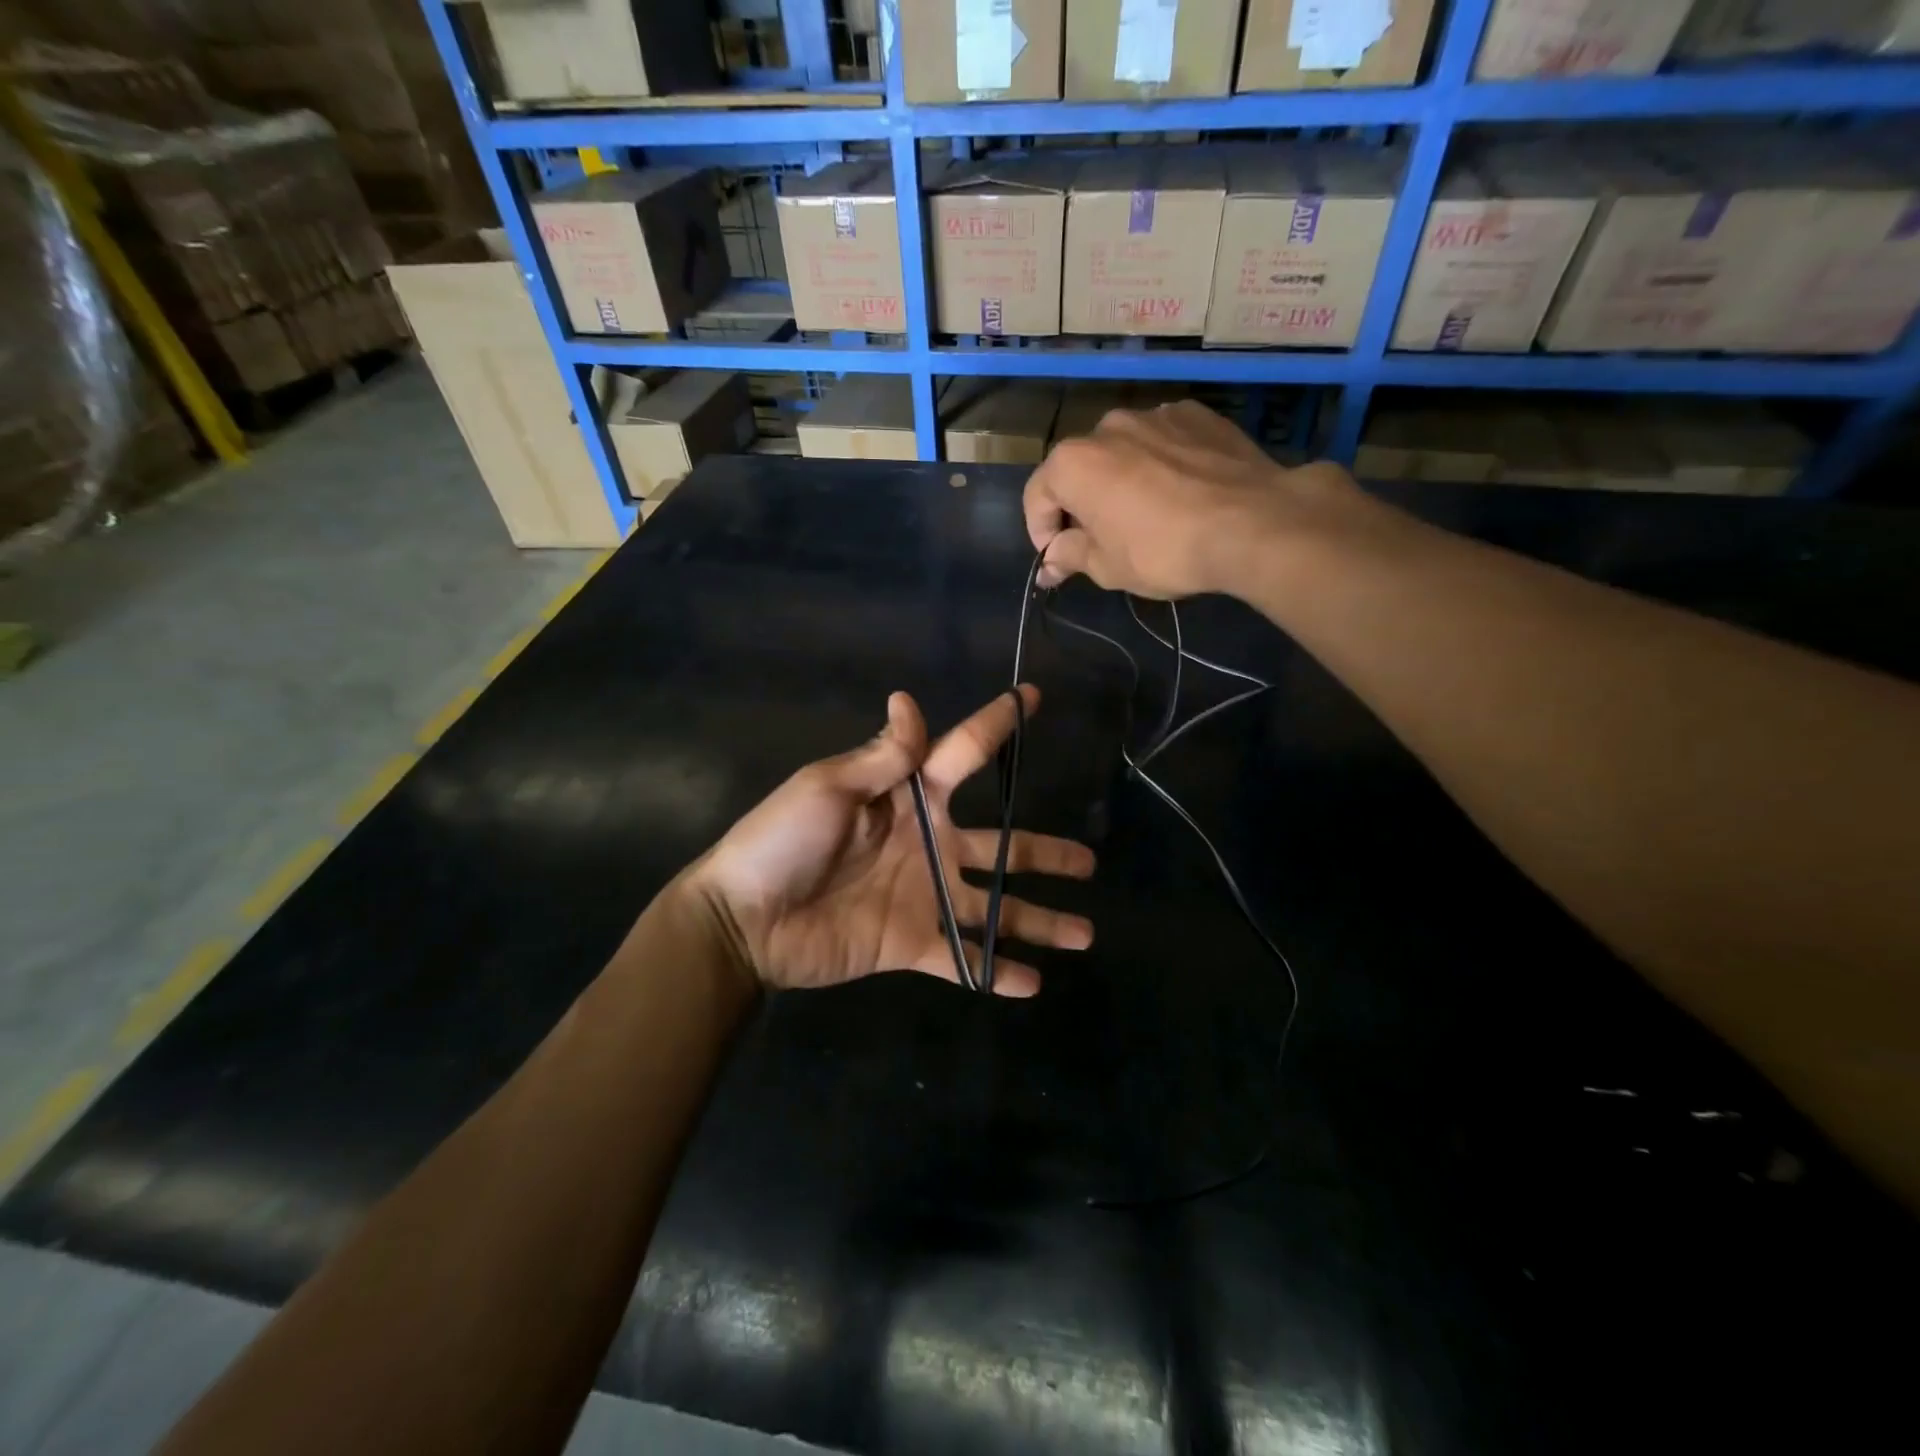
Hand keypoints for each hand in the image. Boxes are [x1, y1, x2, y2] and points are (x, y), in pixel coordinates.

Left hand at [687, 688, 1095, 997]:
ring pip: (996, 907)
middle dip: (1046, 853)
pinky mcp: (912, 943)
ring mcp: (924, 897)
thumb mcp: (828, 787)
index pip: (964, 752)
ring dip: (1039, 921)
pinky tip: (1034, 984)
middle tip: (1089, 861)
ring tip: (1086, 934)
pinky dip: (996, 973)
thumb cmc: (782, 841)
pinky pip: (963, 960)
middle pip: (1001, 846)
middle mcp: (928, 845)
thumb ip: (881, 756)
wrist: (744, 920)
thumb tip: (907, 699)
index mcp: (910, 797)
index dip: (998, 724)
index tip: (1033, 697)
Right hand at [1024, 401, 1365, 597]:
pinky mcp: (1197, 414)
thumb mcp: (1107, 567)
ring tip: (1146, 515)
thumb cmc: (1163, 550)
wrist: (1253, 522)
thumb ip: (1069, 556)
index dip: (1041, 533)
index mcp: (1073, 462)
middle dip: (1081, 504)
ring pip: (1122, 451)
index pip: (1037, 496)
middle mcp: (1107, 426)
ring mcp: (1155, 414)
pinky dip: (1160, 464)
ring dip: (1121, 480)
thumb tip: (1050, 563)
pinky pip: (1163, 441)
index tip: (1060, 561)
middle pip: (1079, 469)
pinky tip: (1181, 493)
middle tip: (1102, 541)